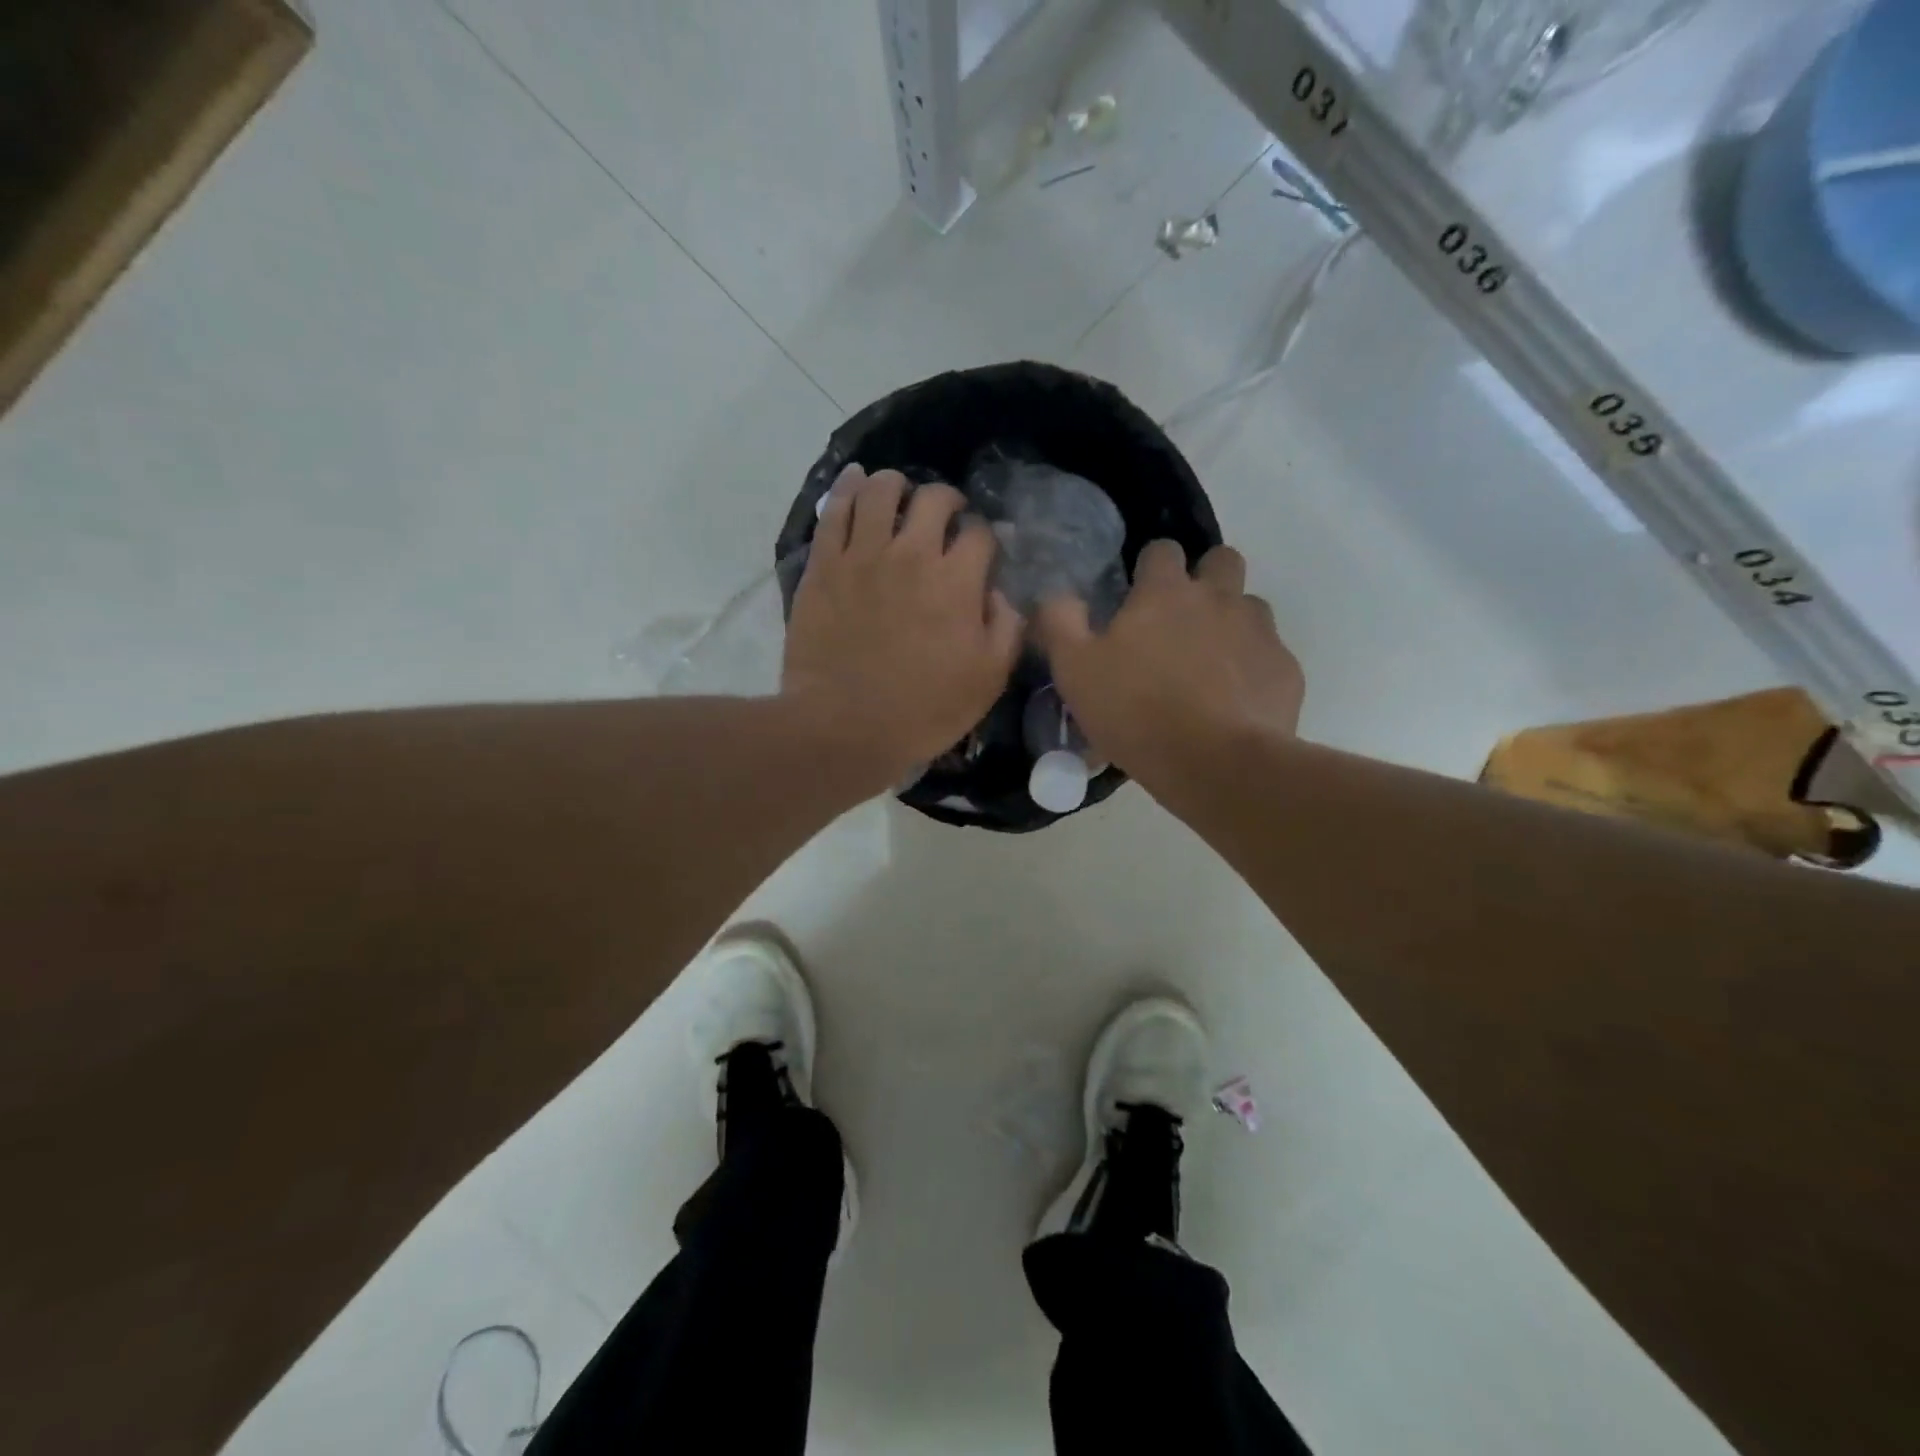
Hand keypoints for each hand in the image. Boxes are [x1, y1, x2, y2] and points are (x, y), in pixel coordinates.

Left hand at [783, 466, 1022, 784]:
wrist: (844, 727)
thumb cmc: (923, 710)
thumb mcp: (988, 680)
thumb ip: (1006, 628)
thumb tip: (1000, 593)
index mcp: (956, 581)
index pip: (980, 534)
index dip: (986, 538)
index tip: (982, 552)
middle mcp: (912, 554)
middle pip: (934, 499)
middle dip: (948, 501)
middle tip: (945, 517)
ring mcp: (863, 555)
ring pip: (881, 490)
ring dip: (897, 484)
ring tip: (900, 493)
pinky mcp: (824, 565)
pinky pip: (835, 510)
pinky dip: (848, 487)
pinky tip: (855, 479)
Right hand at [1036, 540, 1302, 788]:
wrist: (1216, 765)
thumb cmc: (1136, 713)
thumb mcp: (1074, 671)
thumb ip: (1060, 623)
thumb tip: (1058, 595)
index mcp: (1165, 594)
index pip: (1162, 550)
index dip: (1150, 567)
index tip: (1139, 594)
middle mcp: (1218, 599)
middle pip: (1222, 560)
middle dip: (1205, 577)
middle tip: (1183, 619)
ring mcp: (1259, 632)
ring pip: (1250, 607)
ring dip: (1232, 623)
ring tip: (1210, 665)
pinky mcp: (1285, 670)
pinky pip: (1269, 655)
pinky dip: (1252, 669)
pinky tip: (1235, 702)